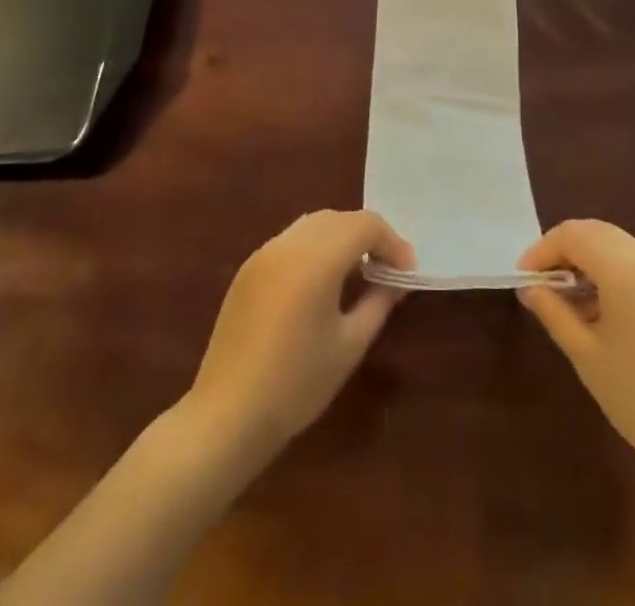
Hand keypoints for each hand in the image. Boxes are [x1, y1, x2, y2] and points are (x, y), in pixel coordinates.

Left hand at [189, 210, 414, 451]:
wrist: (227, 415)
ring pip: (314, 224)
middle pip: (340, 219)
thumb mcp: (349, 345)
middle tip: (387, 270)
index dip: (392, 242)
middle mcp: (289, 243)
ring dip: (341, 237)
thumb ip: (378, 302)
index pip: (365, 225)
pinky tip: (321, 282)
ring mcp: (265, 252)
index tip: (406, 272)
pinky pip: (291, 241)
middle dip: (368, 236)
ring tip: (357, 273)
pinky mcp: (248, 268)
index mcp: (317, 258)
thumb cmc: (297, 383)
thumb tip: (396, 280)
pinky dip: (315, 247)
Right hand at [518, 220, 634, 493]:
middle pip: (595, 233)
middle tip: (540, 286)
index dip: (542, 251)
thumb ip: (554, 312)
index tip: (523, 280)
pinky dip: (610, 274)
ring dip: (586, 262)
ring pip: (616, 246)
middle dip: (563, 252)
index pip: (572, 234)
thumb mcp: (587, 355)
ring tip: (565, 303)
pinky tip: (599, 312)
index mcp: (625, 266)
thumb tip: (531, 289)